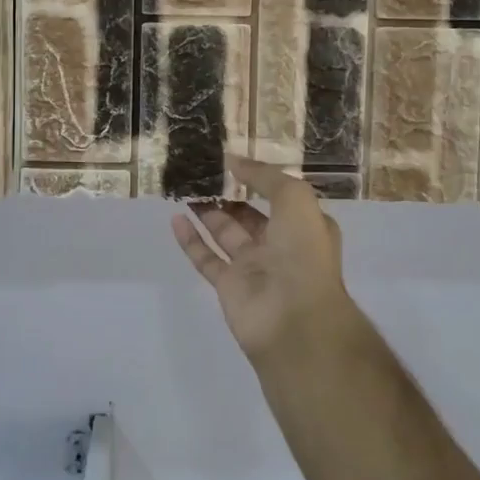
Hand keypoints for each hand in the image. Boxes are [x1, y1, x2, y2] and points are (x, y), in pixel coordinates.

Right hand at [171, 155, 361, 361]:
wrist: (295, 318)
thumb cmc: (303, 252)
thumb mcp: (294, 198)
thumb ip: (264, 176)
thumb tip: (233, 161)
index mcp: (305, 225)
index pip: (280, 197)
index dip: (258, 179)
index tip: (231, 162)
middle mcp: (281, 245)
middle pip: (249, 214)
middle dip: (228, 195)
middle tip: (201, 173)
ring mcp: (254, 267)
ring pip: (225, 233)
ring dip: (207, 212)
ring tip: (185, 188)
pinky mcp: (229, 286)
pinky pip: (206, 257)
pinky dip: (190, 240)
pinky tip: (175, 218)